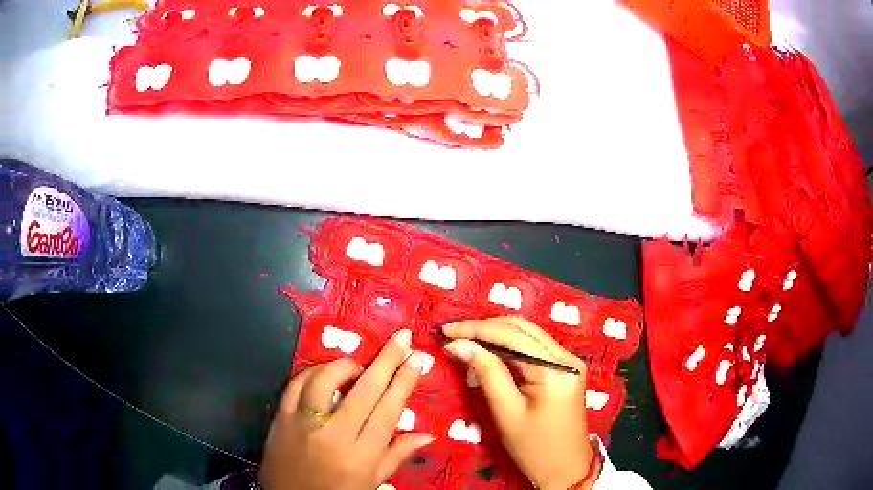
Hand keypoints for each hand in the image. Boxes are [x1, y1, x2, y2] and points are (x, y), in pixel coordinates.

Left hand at [259, 329, 434, 489]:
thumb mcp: (372, 481)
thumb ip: (398, 455)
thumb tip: (429, 434)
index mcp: (362, 454)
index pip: (388, 410)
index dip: (404, 381)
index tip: (416, 358)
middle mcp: (334, 435)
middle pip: (364, 390)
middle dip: (386, 360)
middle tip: (401, 338)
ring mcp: (304, 423)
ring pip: (325, 381)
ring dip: (344, 366)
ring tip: (356, 366)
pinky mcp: (281, 417)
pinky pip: (295, 385)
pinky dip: (311, 373)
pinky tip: (322, 373)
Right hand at [442, 317, 596, 489]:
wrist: (566, 468)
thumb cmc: (534, 448)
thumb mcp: (507, 412)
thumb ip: (486, 373)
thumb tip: (458, 344)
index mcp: (556, 370)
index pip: (512, 336)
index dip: (477, 330)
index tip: (446, 331)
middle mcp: (567, 357)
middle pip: (522, 328)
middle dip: (486, 327)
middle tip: (454, 334)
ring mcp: (569, 362)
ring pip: (529, 334)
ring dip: (496, 333)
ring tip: (466, 339)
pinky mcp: (565, 369)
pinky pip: (534, 347)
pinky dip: (510, 345)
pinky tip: (489, 349)